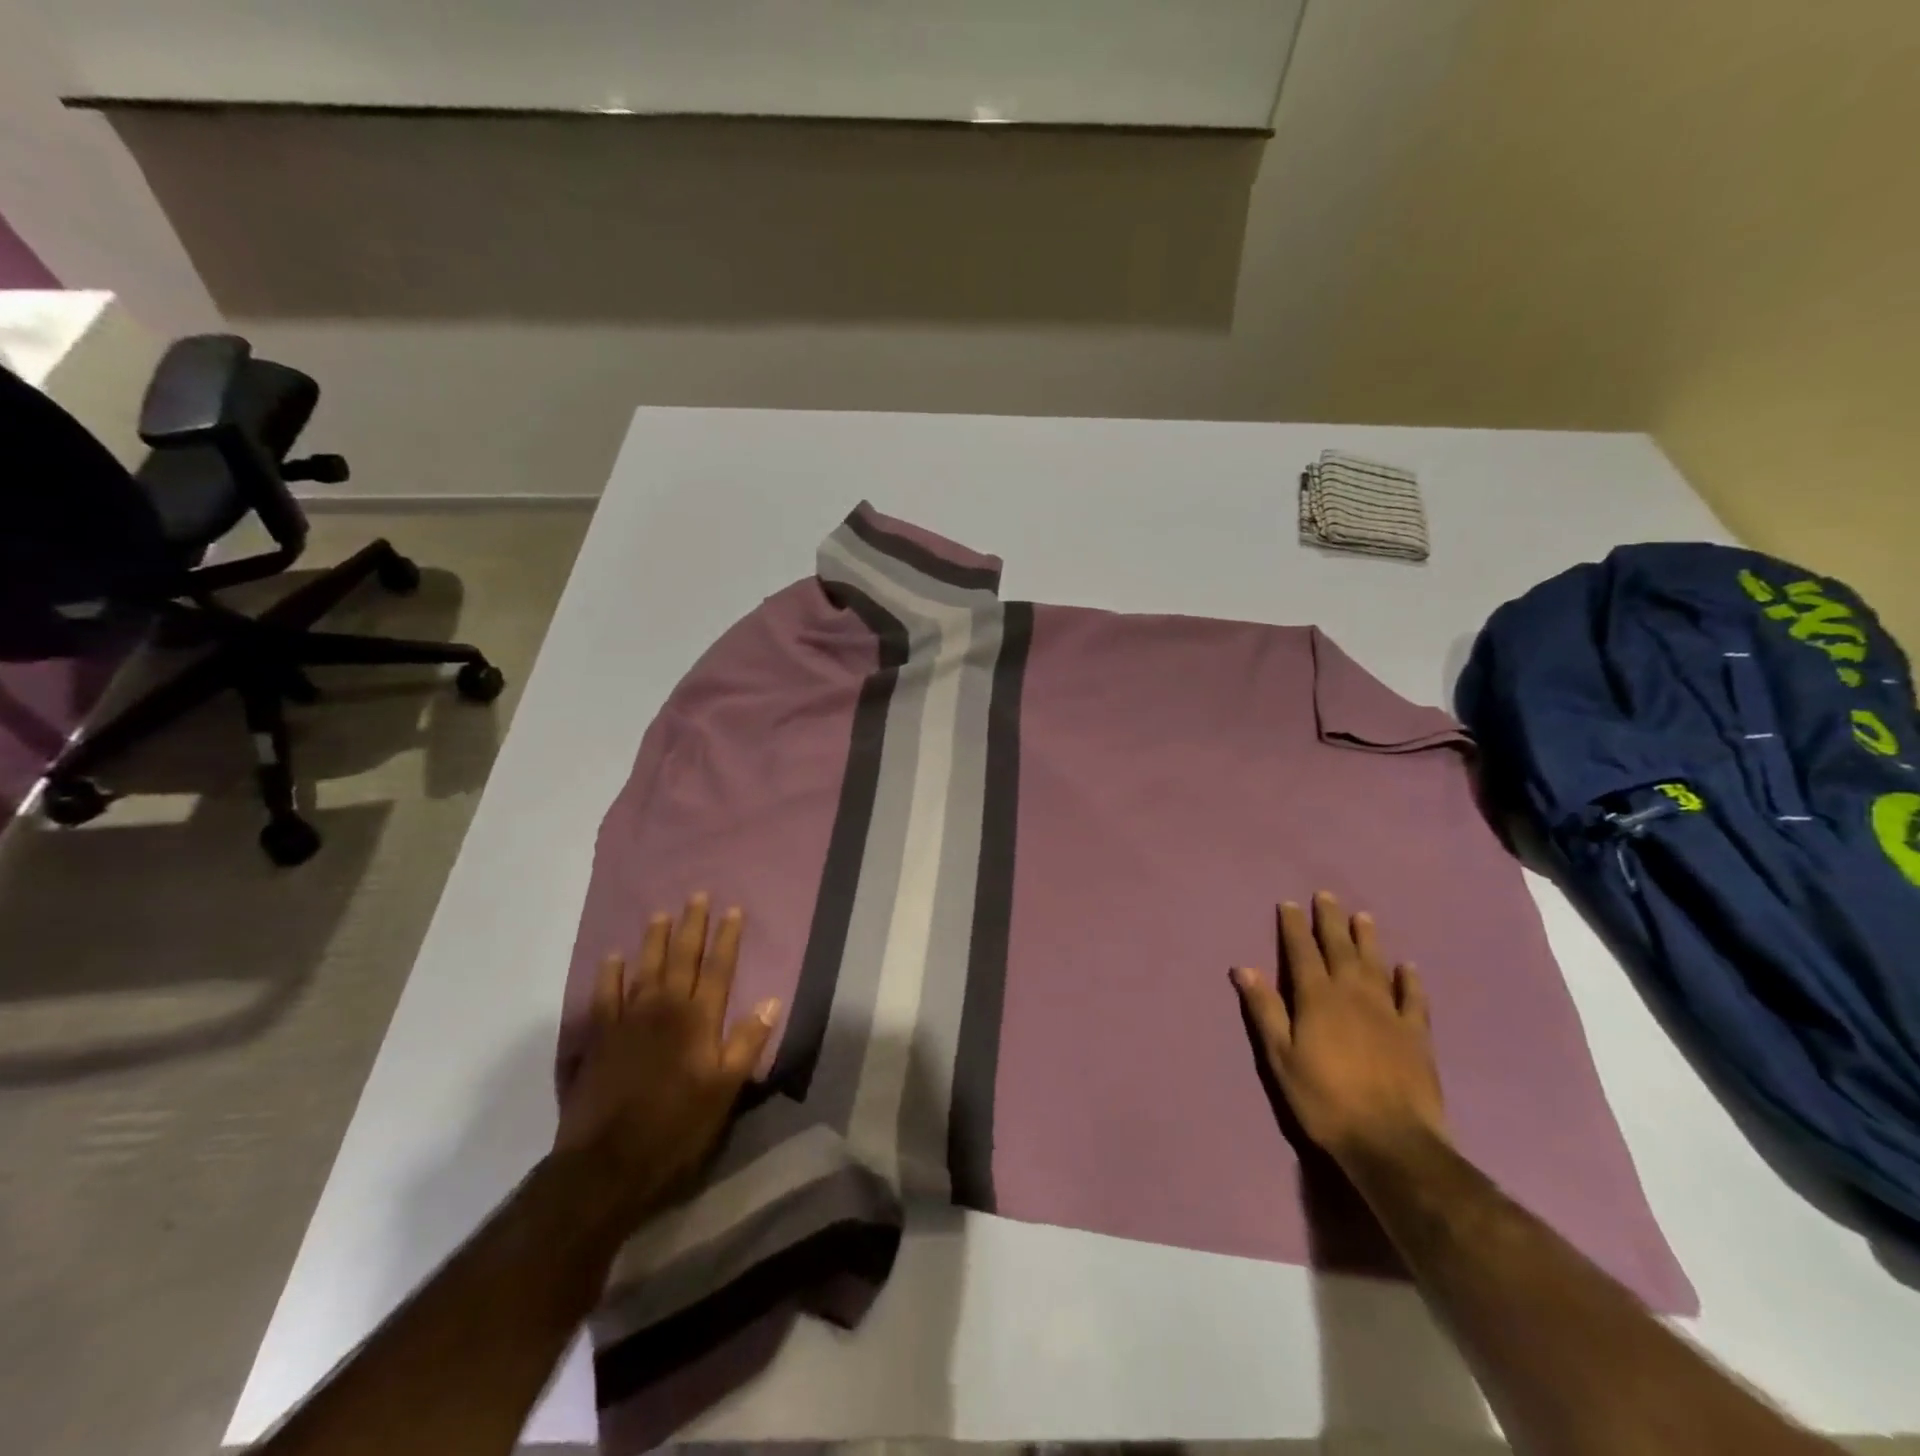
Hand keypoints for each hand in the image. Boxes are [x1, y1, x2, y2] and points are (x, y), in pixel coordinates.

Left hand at [555, 894, 781, 1225]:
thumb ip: (747, 1042)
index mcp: (698, 1020)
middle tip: (696, 896)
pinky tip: (612, 958)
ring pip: (643, 969)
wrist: (607, 1164)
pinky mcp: (597, 1039)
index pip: (718, 969)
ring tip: (659, 914)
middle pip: (681, 959)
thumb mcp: (725, 1089)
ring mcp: (626, 1021)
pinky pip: (603, 997)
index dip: (727, 938)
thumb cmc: (677, 1127)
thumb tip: (772, 999)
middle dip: (691, 926)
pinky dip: (608, 975)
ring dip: (653, 940)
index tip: (733, 910)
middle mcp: (663, 1009)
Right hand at [1233, 892, 1446, 1166]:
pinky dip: (1410, 981)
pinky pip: (1414, 999)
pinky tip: (1408, 968)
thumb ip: (1265, 1010)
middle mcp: (1352, 995)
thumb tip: (1244, 968)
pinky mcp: (1416, 1035)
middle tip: (1326, 896)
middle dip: (1330, 921)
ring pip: (1376, 965)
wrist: (1391, 1141)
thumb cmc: (1324, 1099)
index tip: (1289, 903)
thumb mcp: (1281, 1057)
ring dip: (1368, 939)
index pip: (1301, 952)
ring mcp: (1388, 1013)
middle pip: (1339, 949)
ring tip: (1363, 916)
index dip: (1294, 927)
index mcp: (1316, 998)